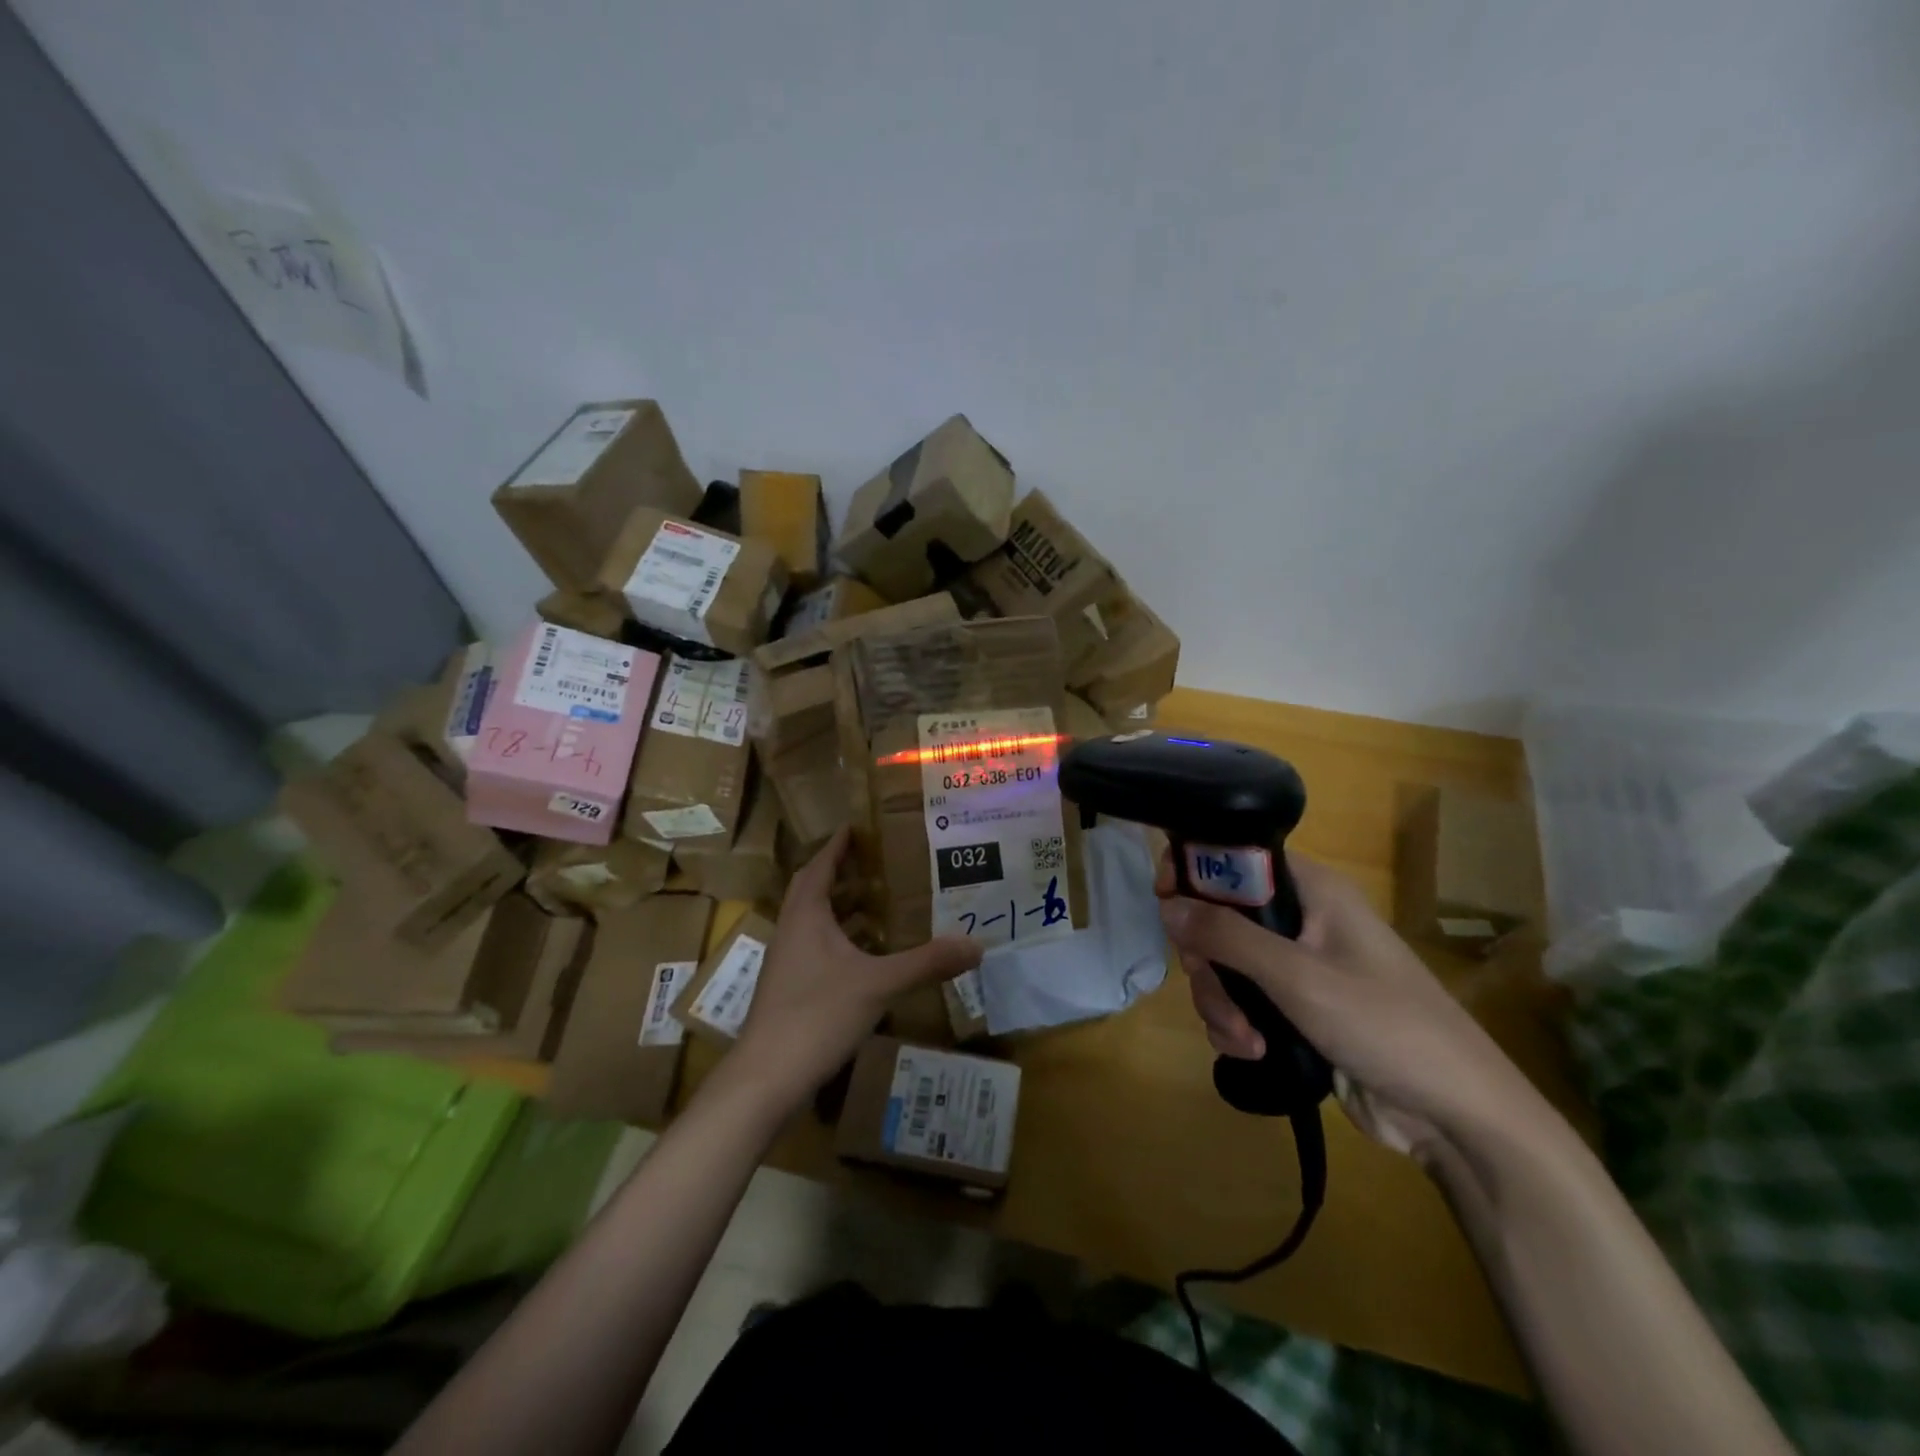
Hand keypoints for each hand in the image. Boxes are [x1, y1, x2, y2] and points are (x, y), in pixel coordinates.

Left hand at [731, 829, 982, 1107]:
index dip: (836, 846)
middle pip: (812, 890)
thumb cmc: (817, 1015)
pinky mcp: (789, 989)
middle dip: (840, 874)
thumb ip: (927, 962)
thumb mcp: (879, 984)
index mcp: (806, 916)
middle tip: (874, 863)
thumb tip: (976, 944)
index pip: (819, 867)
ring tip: (877, 904)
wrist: (766, 1078)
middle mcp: (791, 932)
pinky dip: (839, 940)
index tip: (854, 826)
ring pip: (813, 922)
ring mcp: (786, 963)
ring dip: (840, 908)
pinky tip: (864, 956)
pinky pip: (815, 949)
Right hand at [1158, 852, 1548, 1161]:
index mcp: (1312, 891)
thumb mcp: (1298, 977)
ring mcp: (1297, 966)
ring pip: (1224, 964)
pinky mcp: (1294, 1009)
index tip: (1166, 901)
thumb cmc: (1384, 1025)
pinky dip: (1235, 1025)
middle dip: (1207, 959)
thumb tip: (1167, 905)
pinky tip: (1252, 1051)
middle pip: (1220, 917)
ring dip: (1220, 1001)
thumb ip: (1227, 936)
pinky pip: (1241, 1001)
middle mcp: (1302, 920)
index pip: (1237, 857)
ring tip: (1245, 1038)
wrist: (1455, 1115)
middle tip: (1213, 986)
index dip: (1196, 872)